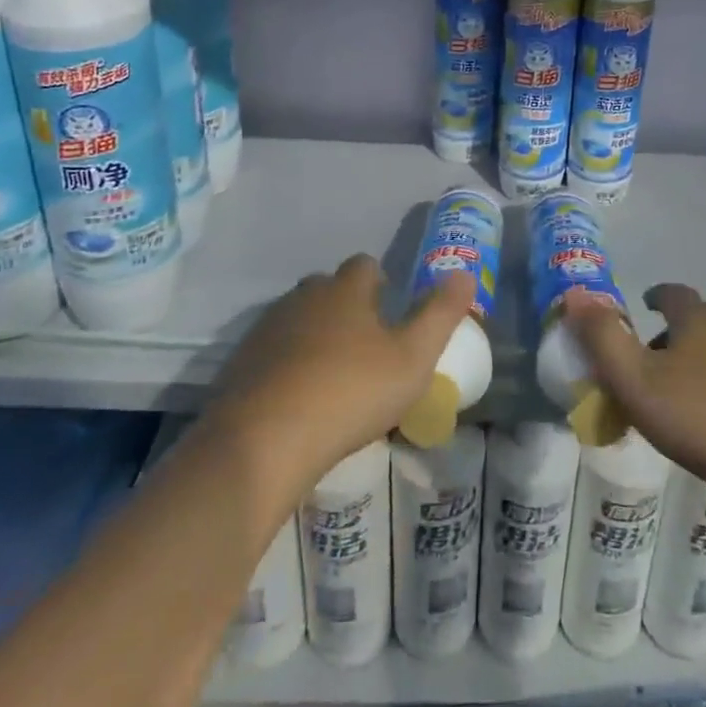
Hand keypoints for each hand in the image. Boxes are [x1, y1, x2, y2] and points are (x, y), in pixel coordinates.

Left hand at [205, 254, 474, 503]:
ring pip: (298, 318)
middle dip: (346, 306)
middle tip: (365, 345)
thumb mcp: (413, 358)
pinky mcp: (241, 362)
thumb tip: (464, 274)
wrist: (262, 441)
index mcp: (345, 290)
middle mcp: (304, 297)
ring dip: (315, 335)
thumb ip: (441, 314)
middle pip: (328, 288)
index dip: (380, 283)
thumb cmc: (350, 393)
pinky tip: (298, 398)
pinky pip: (272, 351)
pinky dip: (287, 364)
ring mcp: (267, 328)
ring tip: (333, 375)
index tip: (390, 310)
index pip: (365, 265)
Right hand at [565, 283, 705, 503]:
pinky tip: (705, 424)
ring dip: (691, 365)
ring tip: (669, 399)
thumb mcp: (635, 380)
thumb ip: (601, 338)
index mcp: (697, 318)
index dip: (654, 297)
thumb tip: (574, 293)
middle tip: (644, 363)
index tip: (642, 308)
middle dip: (669, 335)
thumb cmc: (702, 417)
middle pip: (695, 321)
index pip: (672, 293)